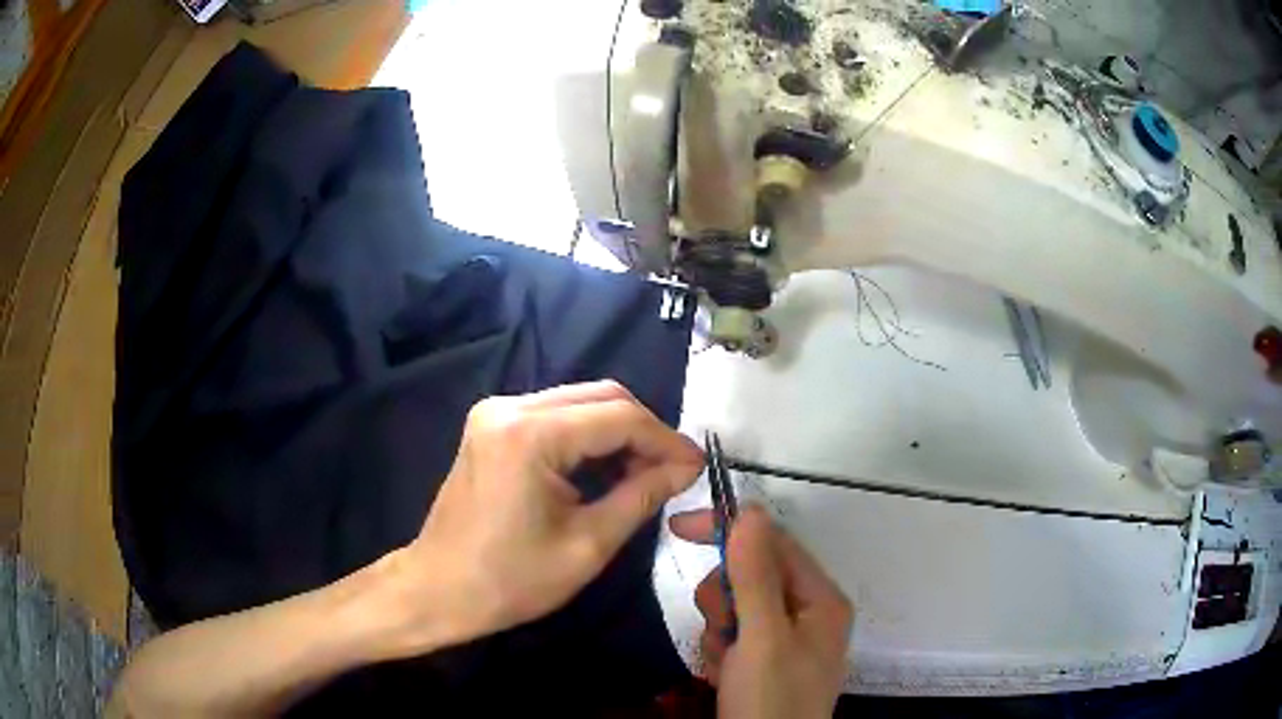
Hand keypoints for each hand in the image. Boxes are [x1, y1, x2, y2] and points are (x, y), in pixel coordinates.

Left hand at [381, 381, 703, 656]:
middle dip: (644, 431)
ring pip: (579, 401)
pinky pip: (555, 415)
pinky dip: (588, 437)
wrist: (438, 590)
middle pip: (601, 396)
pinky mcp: (492, 424)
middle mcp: (510, 406)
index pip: (619, 417)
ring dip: (617, 432)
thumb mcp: (587, 545)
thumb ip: (641, 496)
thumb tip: (686, 467)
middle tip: (673, 471)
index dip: (666, 440)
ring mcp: (496, 411)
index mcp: (530, 434)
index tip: (697, 467)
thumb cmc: (510, 580)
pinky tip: (606, 468)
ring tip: (646, 473)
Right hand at [670, 506, 852, 718]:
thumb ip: (755, 576)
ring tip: (726, 663)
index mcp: (820, 598)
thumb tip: (750, 511)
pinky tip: (725, 676)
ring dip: (720, 632)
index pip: (773, 543)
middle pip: (752, 576)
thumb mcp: (762, 637)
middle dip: (725, 601)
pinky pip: (734, 636)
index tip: (679, 528)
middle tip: (721, 628)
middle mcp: (808, 612)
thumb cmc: (770, 698)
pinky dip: (720, 652)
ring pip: (737, 607)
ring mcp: (787, 638)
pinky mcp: (766, 660)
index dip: (729, 531)